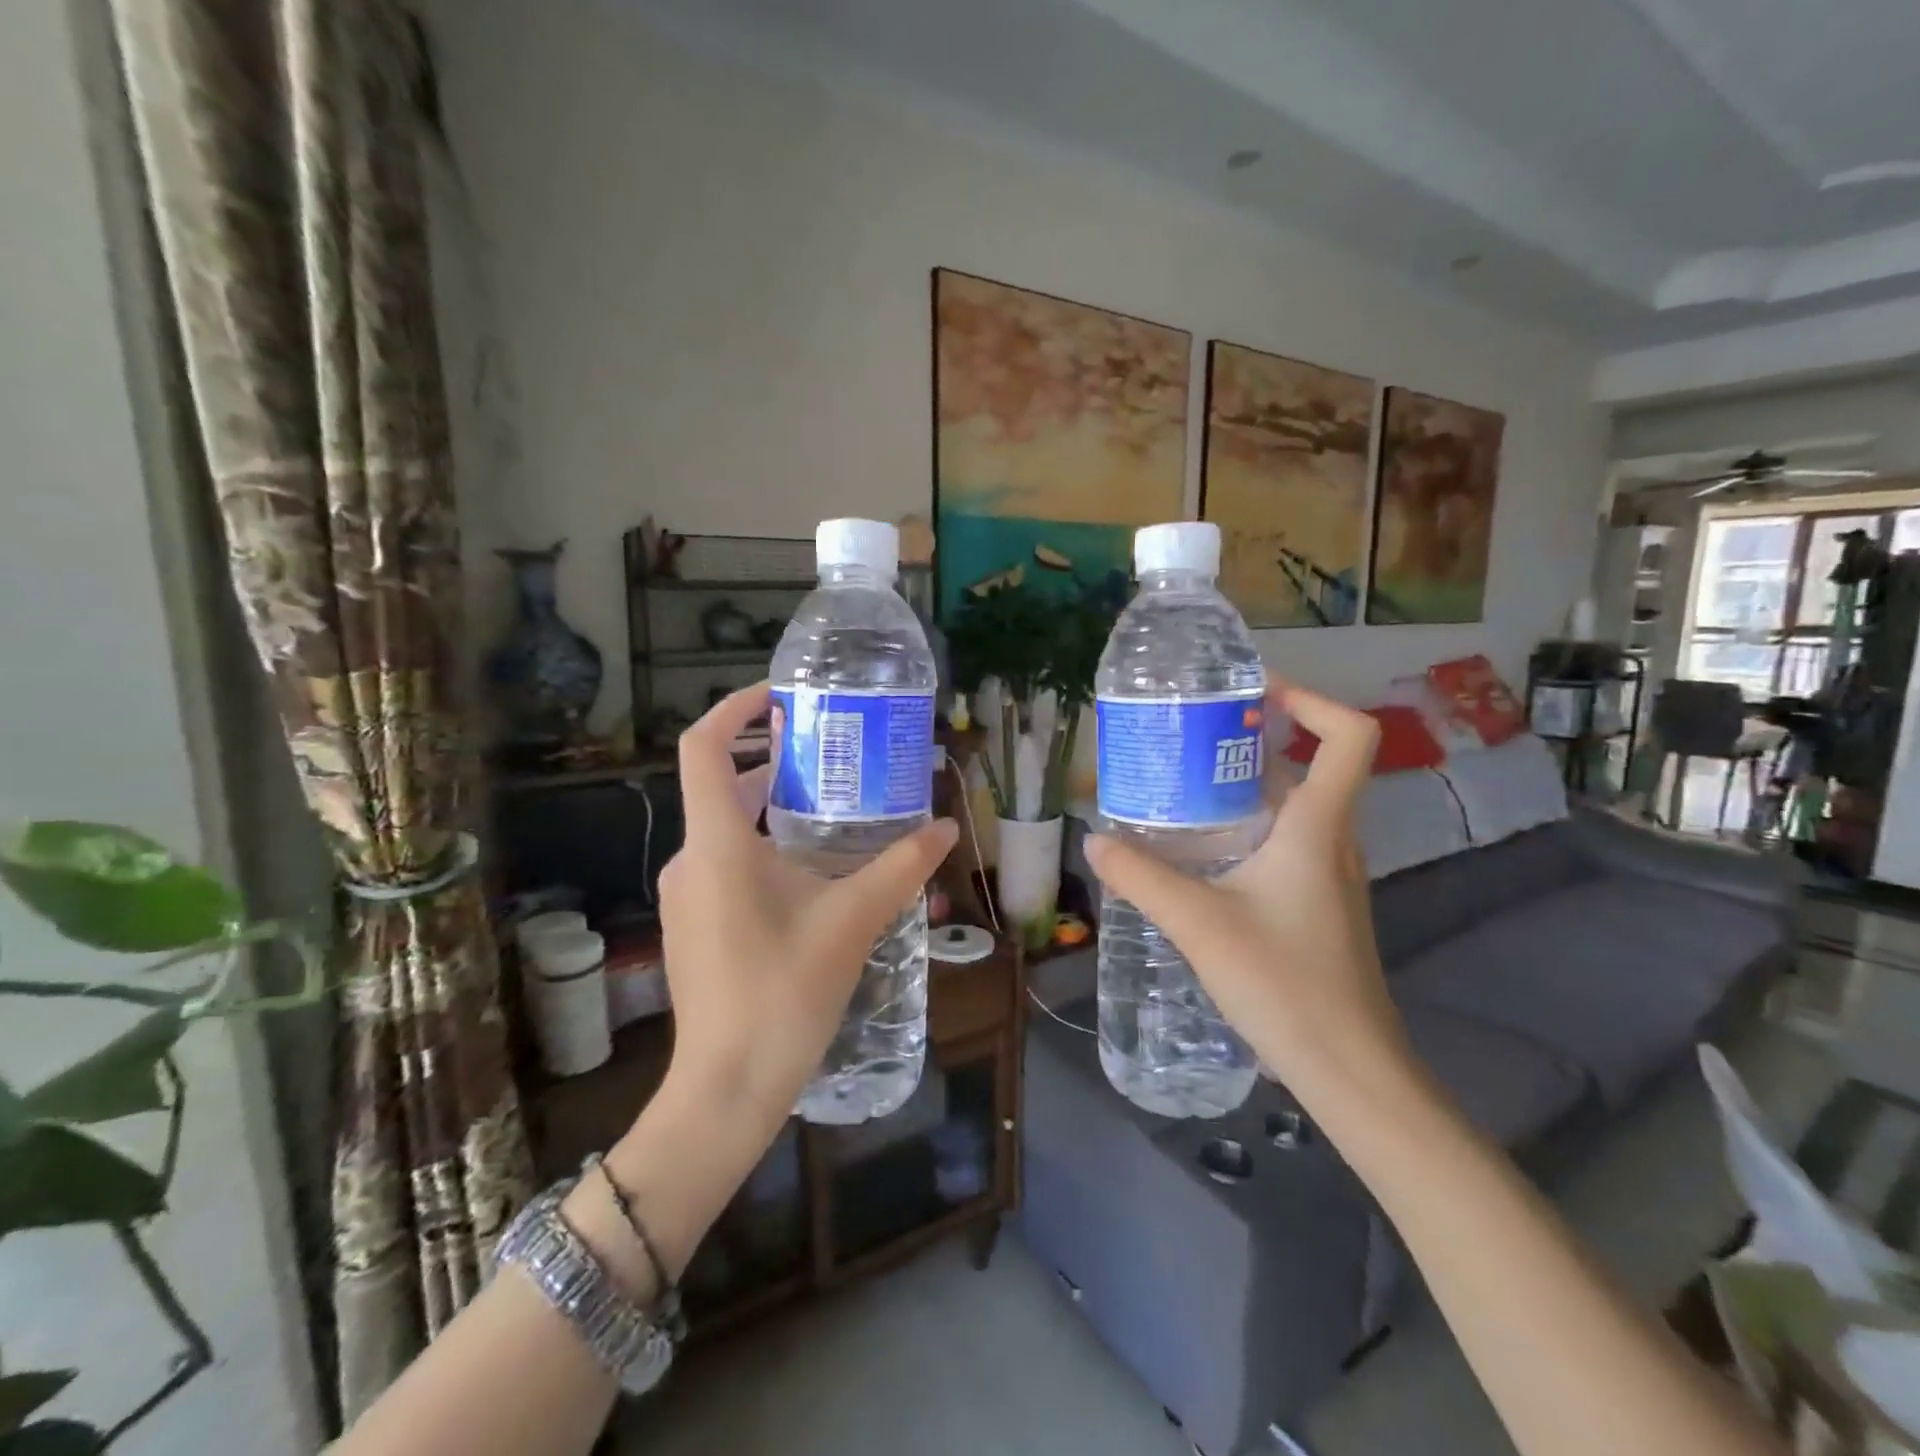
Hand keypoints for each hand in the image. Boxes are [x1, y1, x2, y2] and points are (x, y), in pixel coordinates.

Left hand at [655, 682, 957, 1137]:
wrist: (726, 1088)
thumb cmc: (784, 993)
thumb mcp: (852, 921)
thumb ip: (901, 868)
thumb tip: (946, 827)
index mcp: (717, 844)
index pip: (703, 748)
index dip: (734, 709)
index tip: (780, 697)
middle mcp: (691, 859)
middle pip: (723, 786)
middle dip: (774, 762)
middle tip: (832, 754)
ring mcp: (686, 894)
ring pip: (728, 828)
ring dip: (774, 808)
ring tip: (833, 807)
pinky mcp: (693, 924)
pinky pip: (726, 863)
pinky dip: (764, 847)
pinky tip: (811, 872)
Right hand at [1083, 682, 1410, 1103]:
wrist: (1349, 1070)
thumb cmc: (1285, 983)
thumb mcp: (1199, 924)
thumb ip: (1142, 878)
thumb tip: (1096, 841)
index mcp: (1318, 827)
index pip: (1350, 736)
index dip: (1311, 700)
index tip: (1253, 695)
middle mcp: (1333, 840)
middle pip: (1307, 765)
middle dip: (1249, 743)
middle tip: (1186, 740)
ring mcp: (1329, 875)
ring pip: (1292, 808)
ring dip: (1243, 788)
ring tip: (1180, 789)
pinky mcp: (1318, 905)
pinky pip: (1285, 844)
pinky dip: (1246, 829)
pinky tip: (1199, 854)